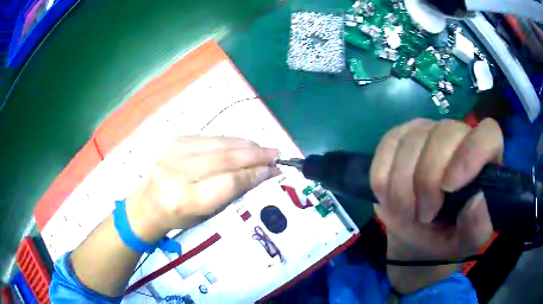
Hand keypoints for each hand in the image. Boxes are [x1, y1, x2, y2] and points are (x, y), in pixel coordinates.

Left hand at [126, 136, 280, 241]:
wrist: (148, 202)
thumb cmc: (178, 217)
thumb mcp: (206, 214)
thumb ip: (232, 193)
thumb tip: (261, 173)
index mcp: (185, 200)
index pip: (228, 182)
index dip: (254, 175)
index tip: (274, 171)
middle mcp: (177, 172)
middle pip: (225, 159)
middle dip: (255, 156)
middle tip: (276, 154)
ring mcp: (174, 152)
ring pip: (220, 144)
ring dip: (246, 145)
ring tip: (265, 149)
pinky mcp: (176, 140)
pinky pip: (211, 138)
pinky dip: (231, 141)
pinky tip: (244, 145)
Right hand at [370, 118, 502, 292]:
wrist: (416, 235)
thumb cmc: (447, 236)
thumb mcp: (466, 242)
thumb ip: (477, 227)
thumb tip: (477, 199)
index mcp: (484, 158)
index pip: (488, 134)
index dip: (472, 153)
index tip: (449, 187)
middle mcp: (458, 135)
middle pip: (443, 134)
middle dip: (427, 181)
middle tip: (424, 215)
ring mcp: (426, 131)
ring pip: (411, 142)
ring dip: (402, 187)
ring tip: (406, 212)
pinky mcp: (399, 136)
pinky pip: (386, 148)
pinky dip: (383, 179)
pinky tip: (390, 197)